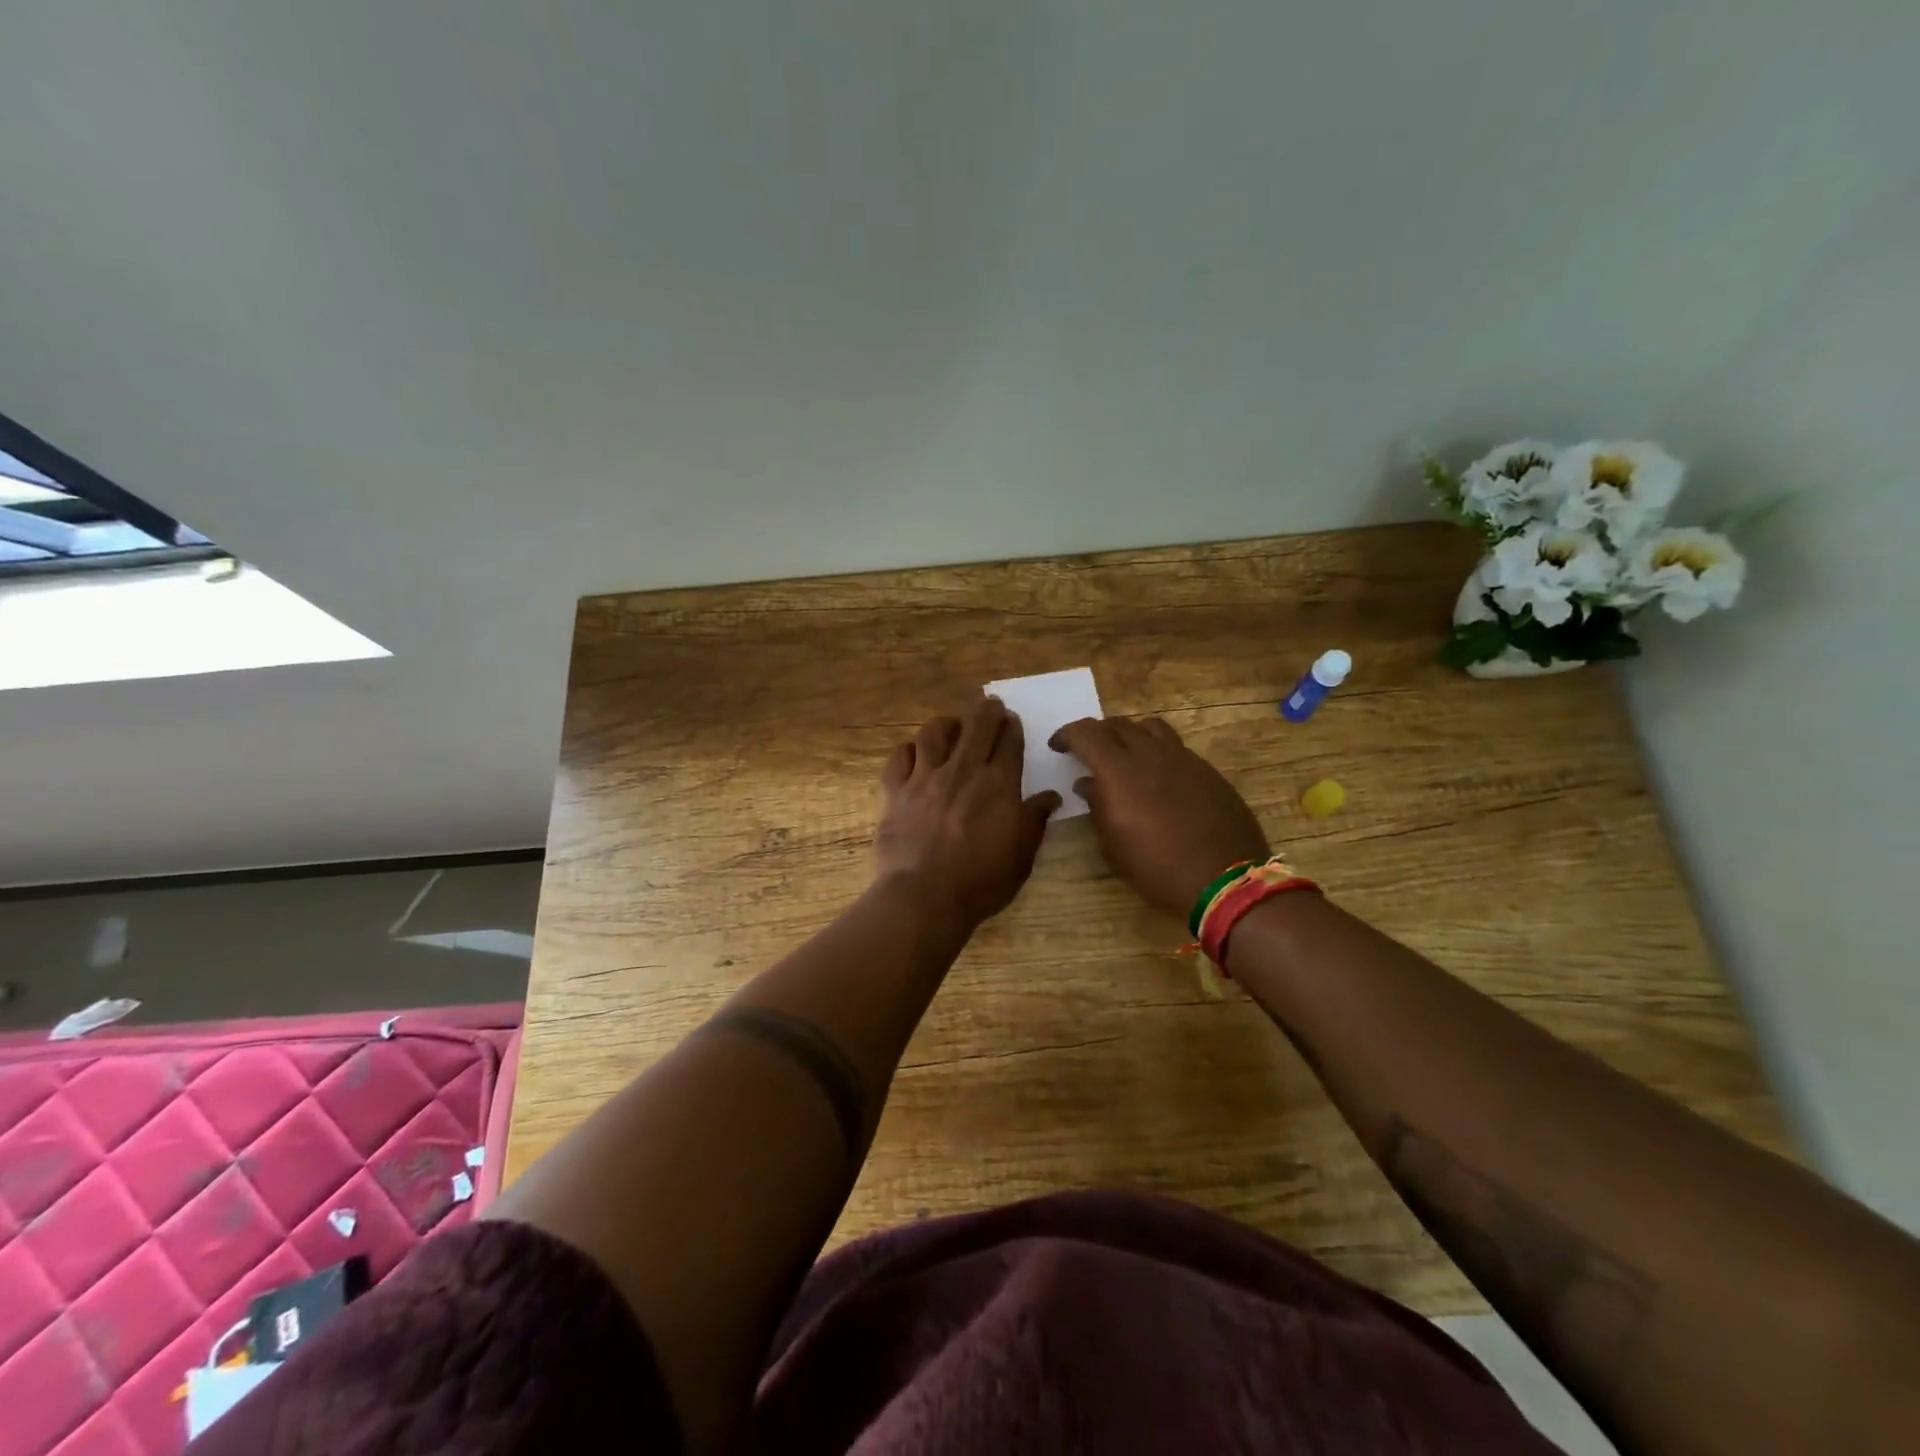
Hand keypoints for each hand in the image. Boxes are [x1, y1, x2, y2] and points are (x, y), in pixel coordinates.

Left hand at [875, 697, 1058, 925]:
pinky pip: (899, 757)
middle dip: (986, 711)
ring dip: (946, 724)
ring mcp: (925, 778)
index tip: (1012, 719)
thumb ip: (1035, 820)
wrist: (924, 896)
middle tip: (989, 705)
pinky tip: (914, 753)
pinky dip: (909, 750)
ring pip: (934, 734)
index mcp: (998, 785)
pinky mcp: (895, 791)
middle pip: (976, 727)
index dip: (1012, 727)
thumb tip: (1051, 796)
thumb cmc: (981, 881)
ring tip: (951, 724)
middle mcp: (962, 771)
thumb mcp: (1021, 856)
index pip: (1009, 743)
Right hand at [1050, 716, 1269, 916]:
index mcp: (1119, 770)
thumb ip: (1097, 807)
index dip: (1067, 734)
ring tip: (1125, 756)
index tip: (1058, 746)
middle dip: (1097, 734)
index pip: (1086, 732)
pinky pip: (1175, 747)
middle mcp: (1150, 753)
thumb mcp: (1113, 846)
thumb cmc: (1157, 867)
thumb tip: (1087, 784)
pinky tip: (1157, 778)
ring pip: (1150, 728)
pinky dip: (1157, 752)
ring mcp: (1183, 758)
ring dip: (1130, 735)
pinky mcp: (1206, 770)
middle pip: (1117, 724)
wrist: (1224, 879)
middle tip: (1088, 753)